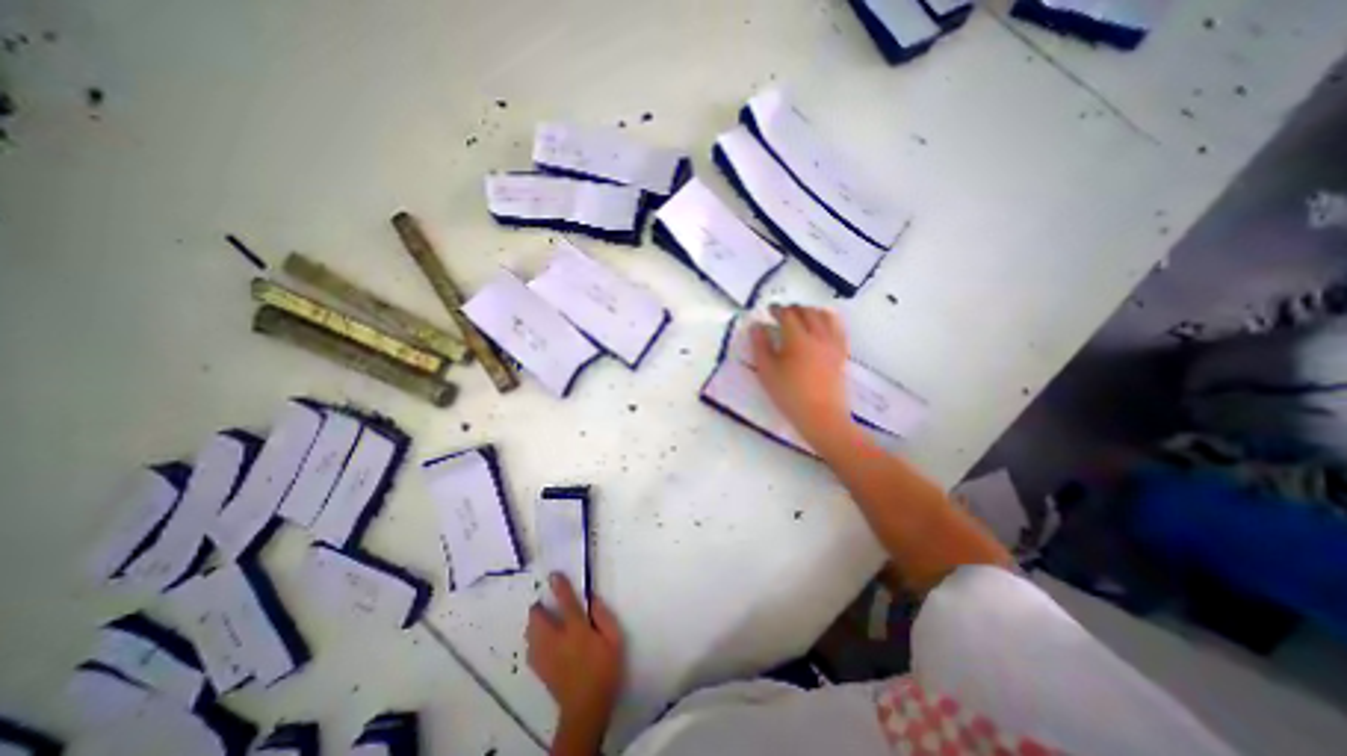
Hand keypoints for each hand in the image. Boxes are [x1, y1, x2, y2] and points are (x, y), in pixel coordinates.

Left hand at [530, 575, 629, 735]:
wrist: (587, 709)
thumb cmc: (605, 669)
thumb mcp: (615, 639)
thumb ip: (604, 616)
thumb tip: (593, 600)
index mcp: (577, 630)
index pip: (566, 603)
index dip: (559, 587)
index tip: (553, 575)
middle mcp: (557, 640)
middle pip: (538, 619)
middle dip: (539, 608)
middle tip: (545, 604)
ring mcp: (545, 656)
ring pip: (531, 633)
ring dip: (534, 623)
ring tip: (543, 621)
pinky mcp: (540, 670)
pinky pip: (531, 648)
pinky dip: (533, 640)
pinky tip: (541, 642)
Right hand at [753, 301, 844, 442]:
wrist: (821, 416)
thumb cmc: (789, 394)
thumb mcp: (767, 371)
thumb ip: (760, 346)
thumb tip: (756, 326)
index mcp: (797, 338)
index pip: (787, 315)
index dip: (777, 310)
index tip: (769, 311)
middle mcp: (818, 335)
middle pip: (807, 312)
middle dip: (794, 309)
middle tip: (782, 314)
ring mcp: (833, 344)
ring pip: (825, 316)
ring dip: (812, 311)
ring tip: (803, 316)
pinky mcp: (841, 353)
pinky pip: (838, 328)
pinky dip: (829, 321)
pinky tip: (824, 326)